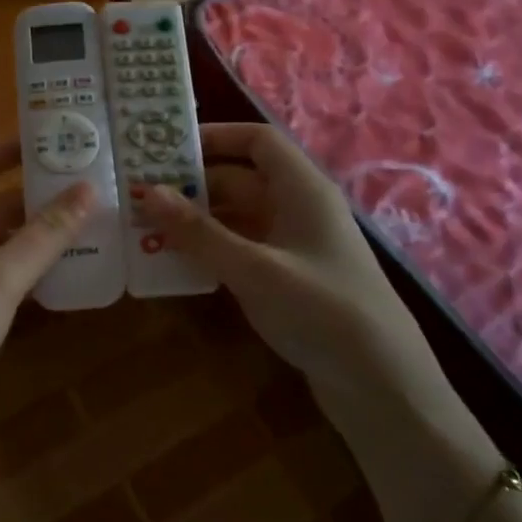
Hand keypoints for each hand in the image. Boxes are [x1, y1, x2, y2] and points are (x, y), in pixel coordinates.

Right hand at [145, 124, 441, 407]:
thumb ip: (199, 232)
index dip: (215, 137)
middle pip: (241, 180)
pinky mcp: (289, 278)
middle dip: (192, 185)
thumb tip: (146, 192)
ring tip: (145, 227)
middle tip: (139, 195)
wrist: (381, 384)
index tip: (166, 148)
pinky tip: (176, 262)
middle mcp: (299, 209)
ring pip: (237, 217)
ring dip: (196, 221)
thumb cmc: (321, 310)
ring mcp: (295, 245)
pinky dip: (210, 250)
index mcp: (302, 189)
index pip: (258, 141)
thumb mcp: (254, 268)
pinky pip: (242, 249)